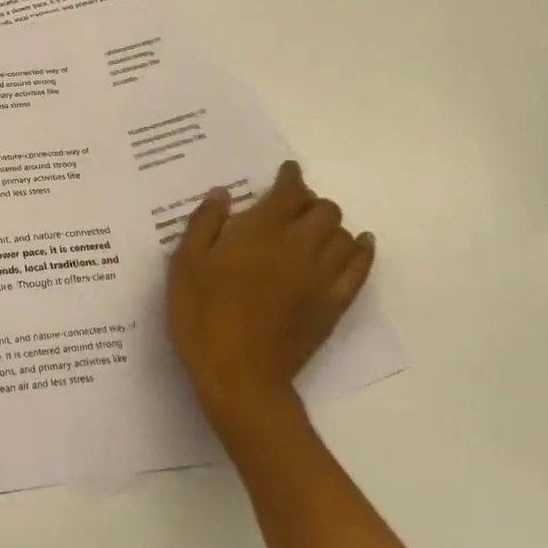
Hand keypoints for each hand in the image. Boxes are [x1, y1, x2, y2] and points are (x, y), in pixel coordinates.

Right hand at [165, 161, 374, 455]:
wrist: (239, 375)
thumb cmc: (203, 315)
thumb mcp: (185, 264)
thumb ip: (205, 223)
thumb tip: (224, 193)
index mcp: (260, 232)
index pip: (287, 192)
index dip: (290, 177)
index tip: (286, 171)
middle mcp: (298, 247)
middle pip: (323, 210)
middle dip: (309, 201)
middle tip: (290, 206)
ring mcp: (321, 277)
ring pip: (344, 234)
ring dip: (331, 224)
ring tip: (313, 228)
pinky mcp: (334, 305)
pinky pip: (360, 268)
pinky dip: (362, 250)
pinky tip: (358, 244)